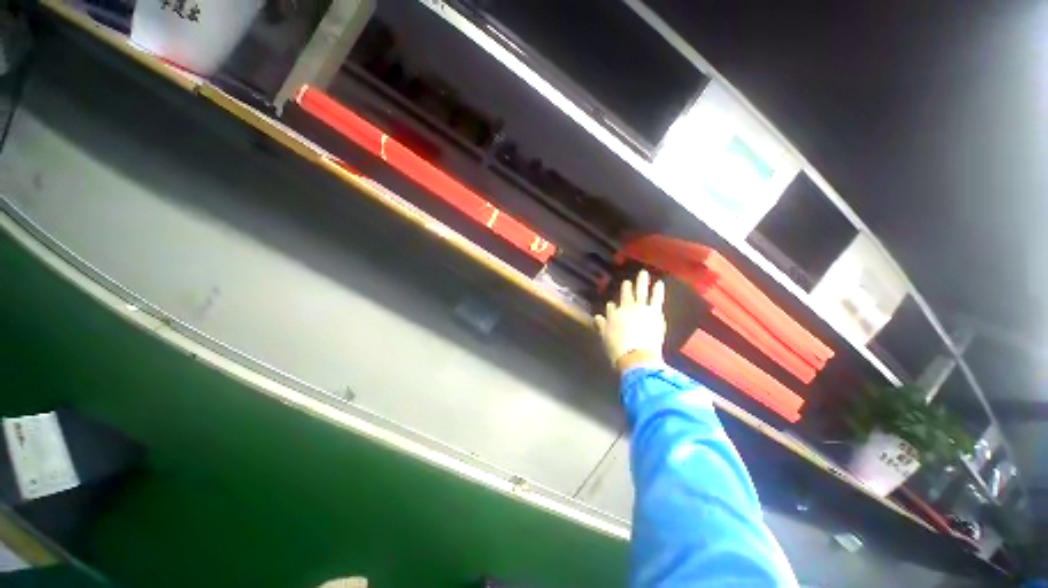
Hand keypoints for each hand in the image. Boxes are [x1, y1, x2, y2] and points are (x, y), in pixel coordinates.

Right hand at [594, 270, 666, 371]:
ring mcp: (641, 308)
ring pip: (641, 292)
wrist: (636, 355)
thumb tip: (598, 317)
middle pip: (626, 296)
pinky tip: (659, 283)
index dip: (612, 307)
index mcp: (614, 315)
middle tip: (628, 282)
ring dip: (642, 282)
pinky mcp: (654, 312)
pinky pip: (656, 298)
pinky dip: (657, 290)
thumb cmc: (618, 348)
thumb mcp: (605, 337)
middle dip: (627, 288)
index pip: (611, 308)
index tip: (612, 305)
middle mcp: (626, 308)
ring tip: (643, 273)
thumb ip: (602, 326)